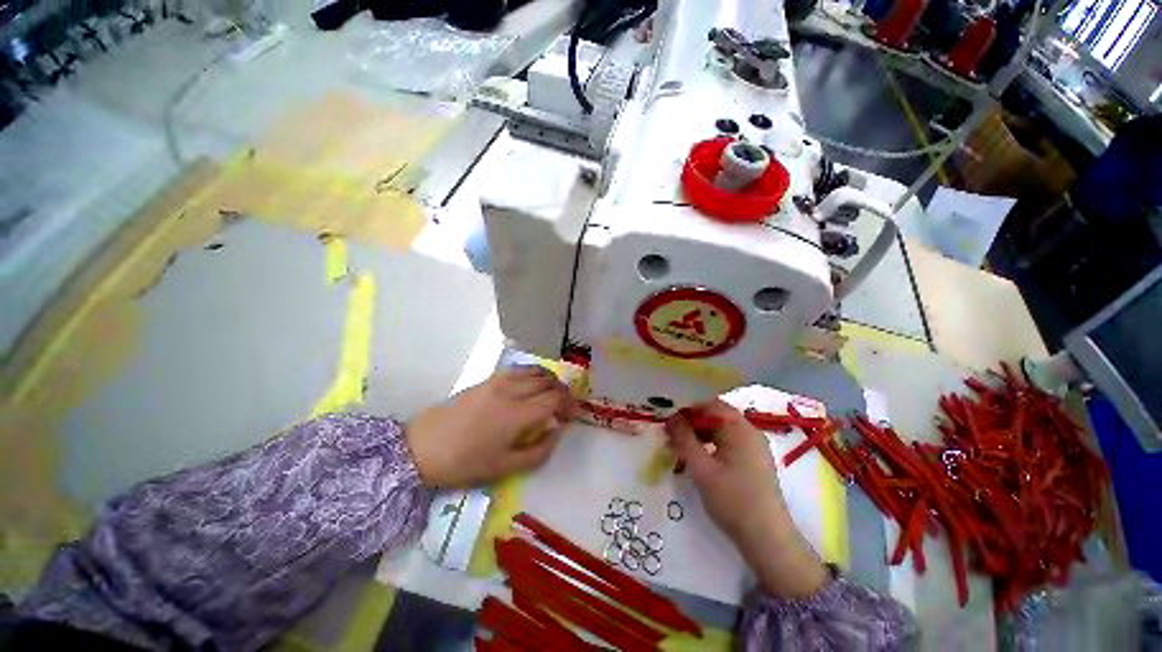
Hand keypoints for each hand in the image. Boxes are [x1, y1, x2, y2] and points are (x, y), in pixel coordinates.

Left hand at [405, 367, 574, 487]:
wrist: (422, 447)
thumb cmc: (464, 463)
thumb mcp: (505, 467)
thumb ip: (539, 450)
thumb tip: (557, 430)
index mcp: (516, 414)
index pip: (554, 399)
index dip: (569, 405)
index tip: (573, 415)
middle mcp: (511, 391)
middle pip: (547, 383)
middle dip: (562, 393)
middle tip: (565, 407)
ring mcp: (498, 381)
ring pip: (535, 372)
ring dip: (549, 381)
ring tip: (552, 394)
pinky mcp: (488, 379)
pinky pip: (519, 370)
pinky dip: (533, 374)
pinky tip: (532, 386)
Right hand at [665, 401, 828, 597]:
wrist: (768, 540)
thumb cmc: (733, 500)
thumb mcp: (701, 468)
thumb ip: (684, 439)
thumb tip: (671, 418)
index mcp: (739, 428)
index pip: (709, 405)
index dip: (687, 410)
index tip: (669, 422)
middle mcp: (750, 432)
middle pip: (716, 416)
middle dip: (693, 422)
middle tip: (673, 436)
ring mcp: (755, 447)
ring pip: (722, 430)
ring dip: (701, 434)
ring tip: (683, 449)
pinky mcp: (755, 462)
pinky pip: (729, 443)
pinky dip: (712, 445)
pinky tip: (700, 459)